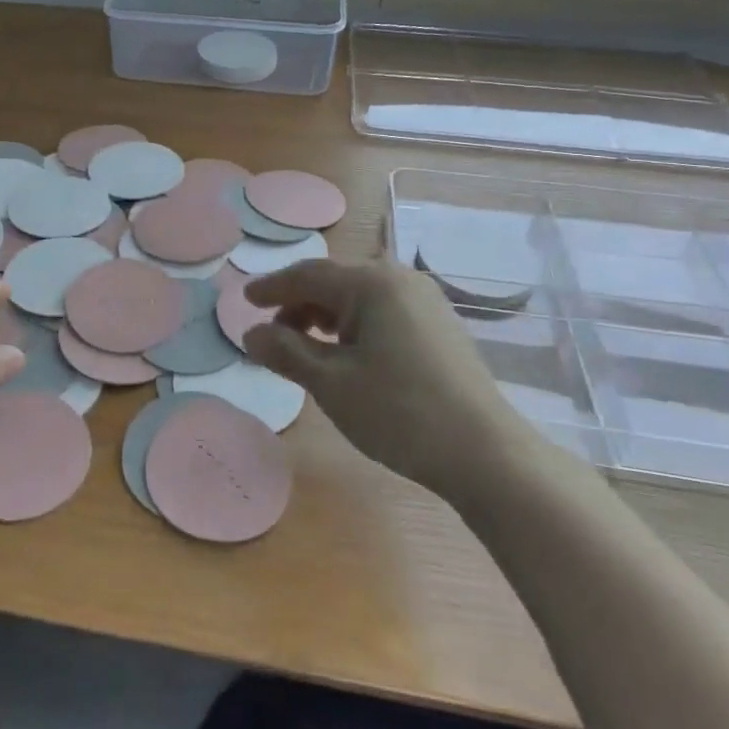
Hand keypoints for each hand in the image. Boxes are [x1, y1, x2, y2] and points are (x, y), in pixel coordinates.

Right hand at [242, 260, 529, 499]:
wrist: (484, 452)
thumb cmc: (399, 412)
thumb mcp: (331, 383)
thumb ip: (286, 352)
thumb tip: (252, 333)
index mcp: (372, 283)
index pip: (307, 275)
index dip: (271, 288)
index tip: (244, 300)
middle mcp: (400, 279)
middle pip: (334, 282)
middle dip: (298, 306)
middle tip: (272, 336)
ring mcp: (425, 301)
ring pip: (359, 298)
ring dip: (325, 317)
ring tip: (305, 349)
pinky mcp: (439, 325)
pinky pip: (382, 311)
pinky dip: (353, 327)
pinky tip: (346, 355)